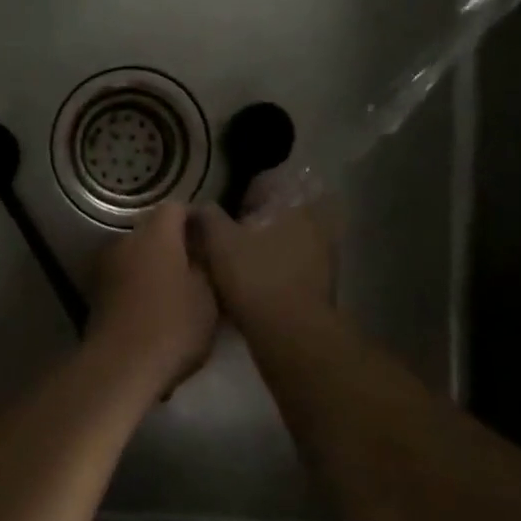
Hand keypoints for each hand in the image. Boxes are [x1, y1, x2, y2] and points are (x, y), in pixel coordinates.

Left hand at [86, 202, 218, 394]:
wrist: (120, 366)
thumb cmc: (172, 325)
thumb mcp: (208, 297)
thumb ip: (207, 265)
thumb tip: (204, 250)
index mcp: (156, 233)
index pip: (176, 208)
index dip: (196, 220)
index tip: (212, 239)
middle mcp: (126, 239)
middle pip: (154, 230)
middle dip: (175, 244)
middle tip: (198, 268)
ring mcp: (106, 264)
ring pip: (137, 254)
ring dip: (154, 265)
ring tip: (177, 291)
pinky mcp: (95, 291)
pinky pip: (124, 276)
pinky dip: (139, 284)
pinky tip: (154, 308)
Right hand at [189, 176, 339, 324]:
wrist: (290, 336)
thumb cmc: (255, 277)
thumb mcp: (219, 241)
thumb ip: (207, 216)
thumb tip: (197, 206)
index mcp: (294, 205)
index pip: (269, 184)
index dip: (245, 195)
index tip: (229, 210)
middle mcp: (315, 224)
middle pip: (279, 214)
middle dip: (258, 222)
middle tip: (232, 235)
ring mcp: (323, 257)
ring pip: (288, 241)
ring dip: (268, 247)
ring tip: (241, 261)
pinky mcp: (322, 286)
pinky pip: (293, 267)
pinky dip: (277, 270)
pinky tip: (256, 283)